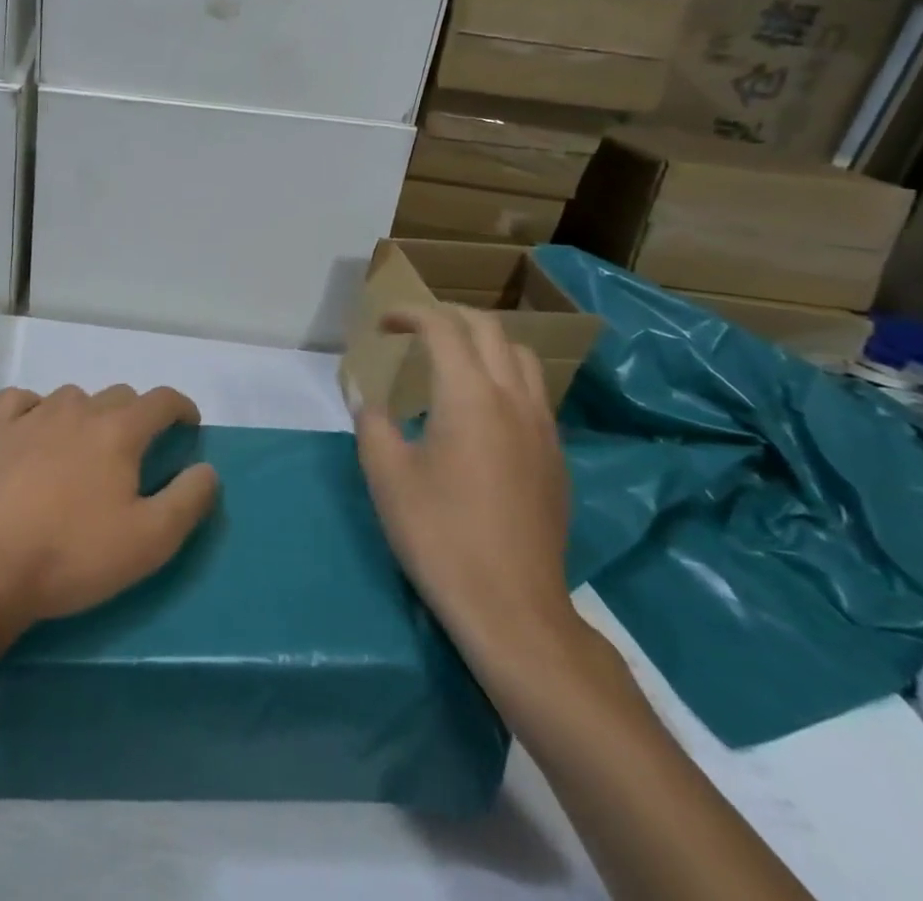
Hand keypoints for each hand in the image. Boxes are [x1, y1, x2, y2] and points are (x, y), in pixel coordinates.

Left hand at [0, 385, 220, 631]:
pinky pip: (22, 401)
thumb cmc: (72, 554)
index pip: (161, 400)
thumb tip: (206, 469)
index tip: (189, 425)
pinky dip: (36, 410)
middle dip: (136, 416)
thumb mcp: (149, 541)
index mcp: (119, 430)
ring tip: (84, 450)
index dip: (181, 408)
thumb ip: (188, 500)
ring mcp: (32, 415)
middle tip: (136, 453)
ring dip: (88, 415)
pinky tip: (34, 432)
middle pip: (119, 396)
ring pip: (73, 398)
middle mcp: (78, 409)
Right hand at [352, 306, 578, 664]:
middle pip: (489, 329)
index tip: (383, 324)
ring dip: (485, 342)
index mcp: (469, 396)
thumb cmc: (439, 535)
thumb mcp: (386, 476)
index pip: (443, 329)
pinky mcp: (556, 457)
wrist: (512, 609)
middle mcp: (513, 399)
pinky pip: (535, 393)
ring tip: (453, 359)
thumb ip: (372, 422)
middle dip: (449, 317)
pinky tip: (482, 409)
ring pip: (522, 357)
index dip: (410, 314)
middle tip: (415, 329)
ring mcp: (543, 428)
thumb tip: (365, 395)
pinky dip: (505, 376)